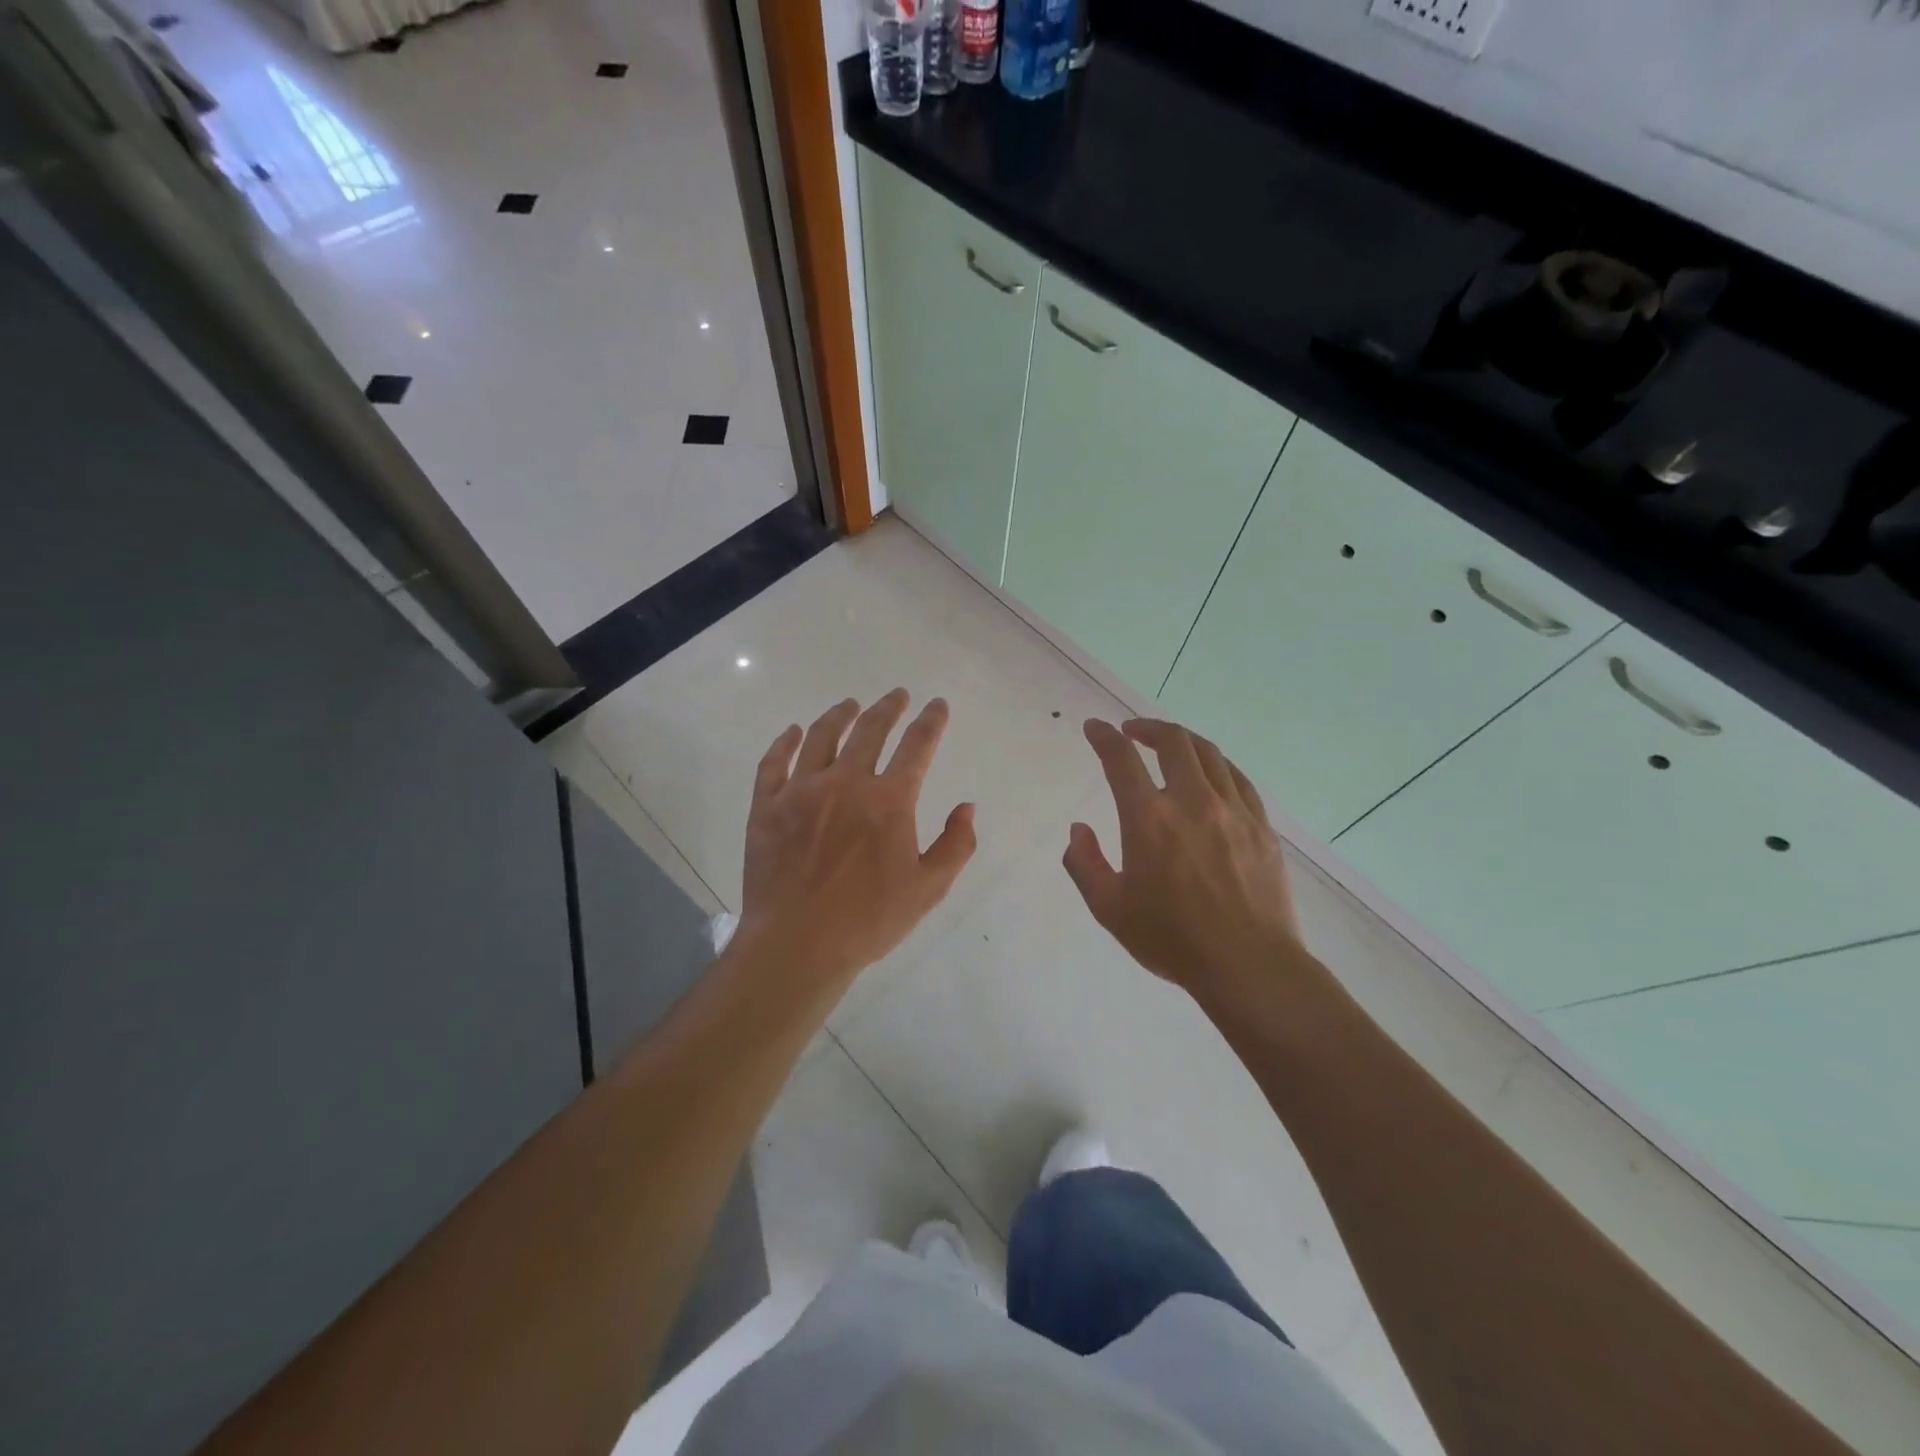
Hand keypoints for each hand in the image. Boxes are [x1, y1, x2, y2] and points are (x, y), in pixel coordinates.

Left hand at [735, 690, 976, 996]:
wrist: (797, 945)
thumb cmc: (869, 921)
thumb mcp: (929, 888)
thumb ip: (956, 844)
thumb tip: (967, 807)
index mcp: (889, 800)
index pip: (917, 746)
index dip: (932, 721)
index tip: (938, 705)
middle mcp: (846, 783)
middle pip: (870, 730)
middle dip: (888, 707)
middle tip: (897, 695)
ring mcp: (801, 791)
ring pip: (820, 736)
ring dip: (839, 715)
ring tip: (849, 704)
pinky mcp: (766, 806)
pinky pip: (773, 762)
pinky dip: (783, 742)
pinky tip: (791, 732)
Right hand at [1064, 718, 1306, 1006]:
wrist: (1248, 965)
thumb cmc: (1171, 939)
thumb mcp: (1109, 908)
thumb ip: (1084, 862)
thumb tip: (1079, 829)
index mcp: (1149, 818)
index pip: (1121, 759)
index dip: (1103, 737)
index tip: (1094, 728)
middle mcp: (1192, 801)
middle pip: (1172, 741)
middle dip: (1147, 727)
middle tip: (1132, 731)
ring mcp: (1233, 810)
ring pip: (1209, 753)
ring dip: (1183, 739)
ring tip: (1169, 744)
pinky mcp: (1261, 826)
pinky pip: (1239, 778)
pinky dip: (1217, 764)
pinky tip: (1211, 773)